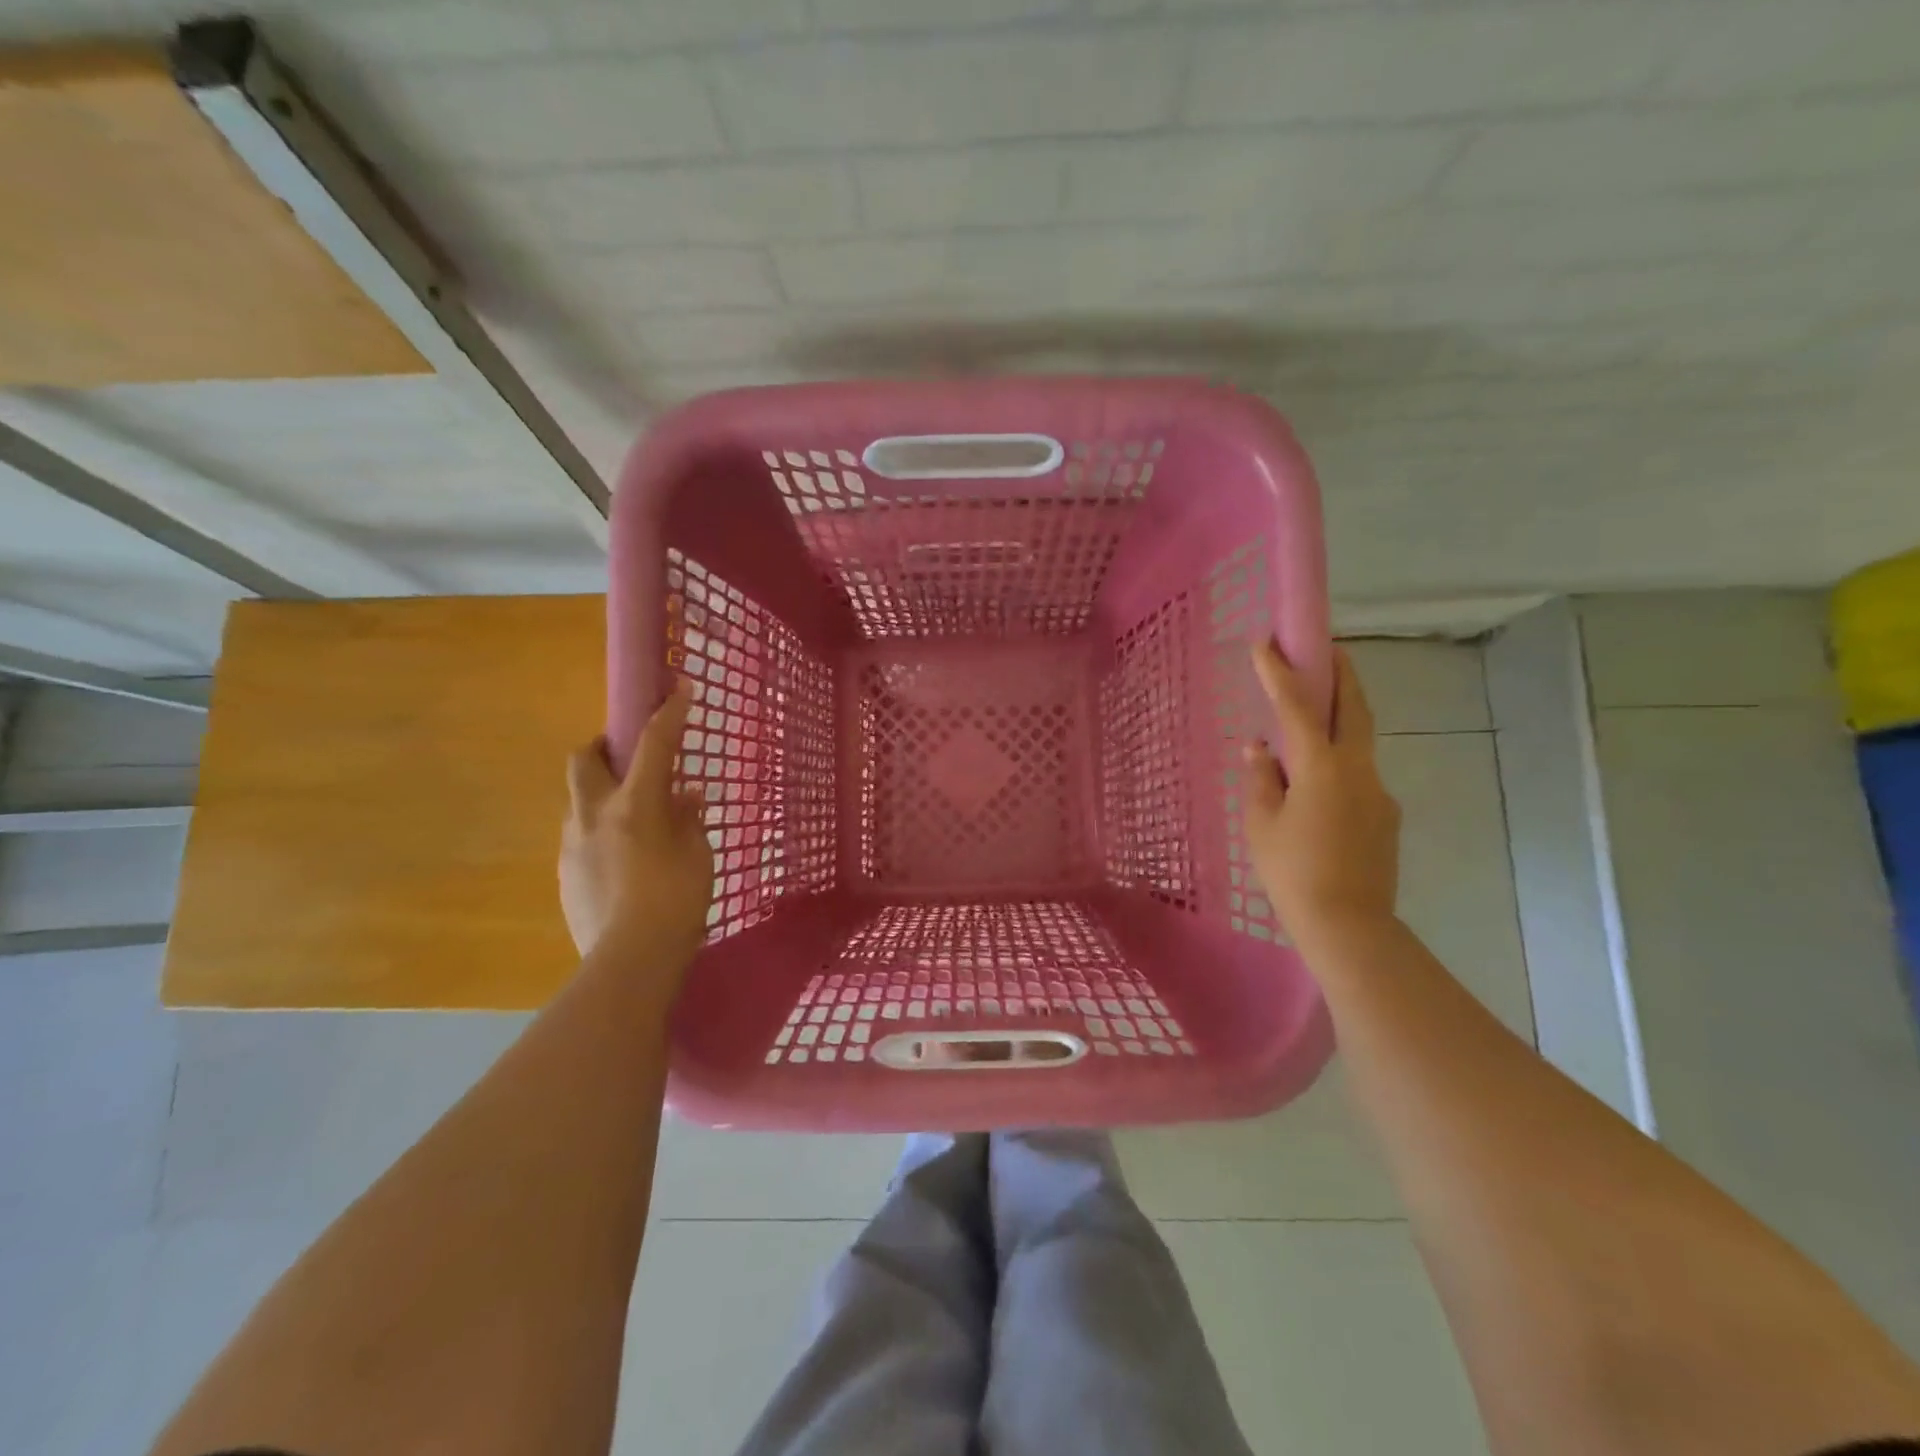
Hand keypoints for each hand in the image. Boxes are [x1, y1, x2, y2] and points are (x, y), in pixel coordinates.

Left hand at [560, 680, 713, 962]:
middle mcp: (594, 815)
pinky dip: (599, 833)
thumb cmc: (676, 902)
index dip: (670, 713)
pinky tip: (623, 861)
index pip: (654, 744)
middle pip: (583, 760)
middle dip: (602, 747)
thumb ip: (689, 820)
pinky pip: (579, 837)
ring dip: (601, 795)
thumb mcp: (697, 856)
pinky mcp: (565, 874)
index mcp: (635, 805)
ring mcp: (572, 845)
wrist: (629, 961)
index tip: (681, 689)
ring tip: (633, 820)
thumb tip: (686, 796)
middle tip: (625, 756)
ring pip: (578, 800)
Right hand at [1242, 641, 1401, 942]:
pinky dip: (1339, 763)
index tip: (1266, 643)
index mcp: (1323, 768)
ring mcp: (1378, 793)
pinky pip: (1358, 776)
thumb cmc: (1292, 873)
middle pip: (1354, 709)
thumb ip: (1261, 779)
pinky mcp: (1385, 816)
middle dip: (1342, 674)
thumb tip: (1259, 747)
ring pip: (1359, 742)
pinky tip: (1317, 788)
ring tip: (1312, 720)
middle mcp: (1359, 771)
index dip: (1281, 673)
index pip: (1300, 708)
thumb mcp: (1261, 824)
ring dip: (1341, 719)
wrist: (1349, 926)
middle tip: (1329, 649)